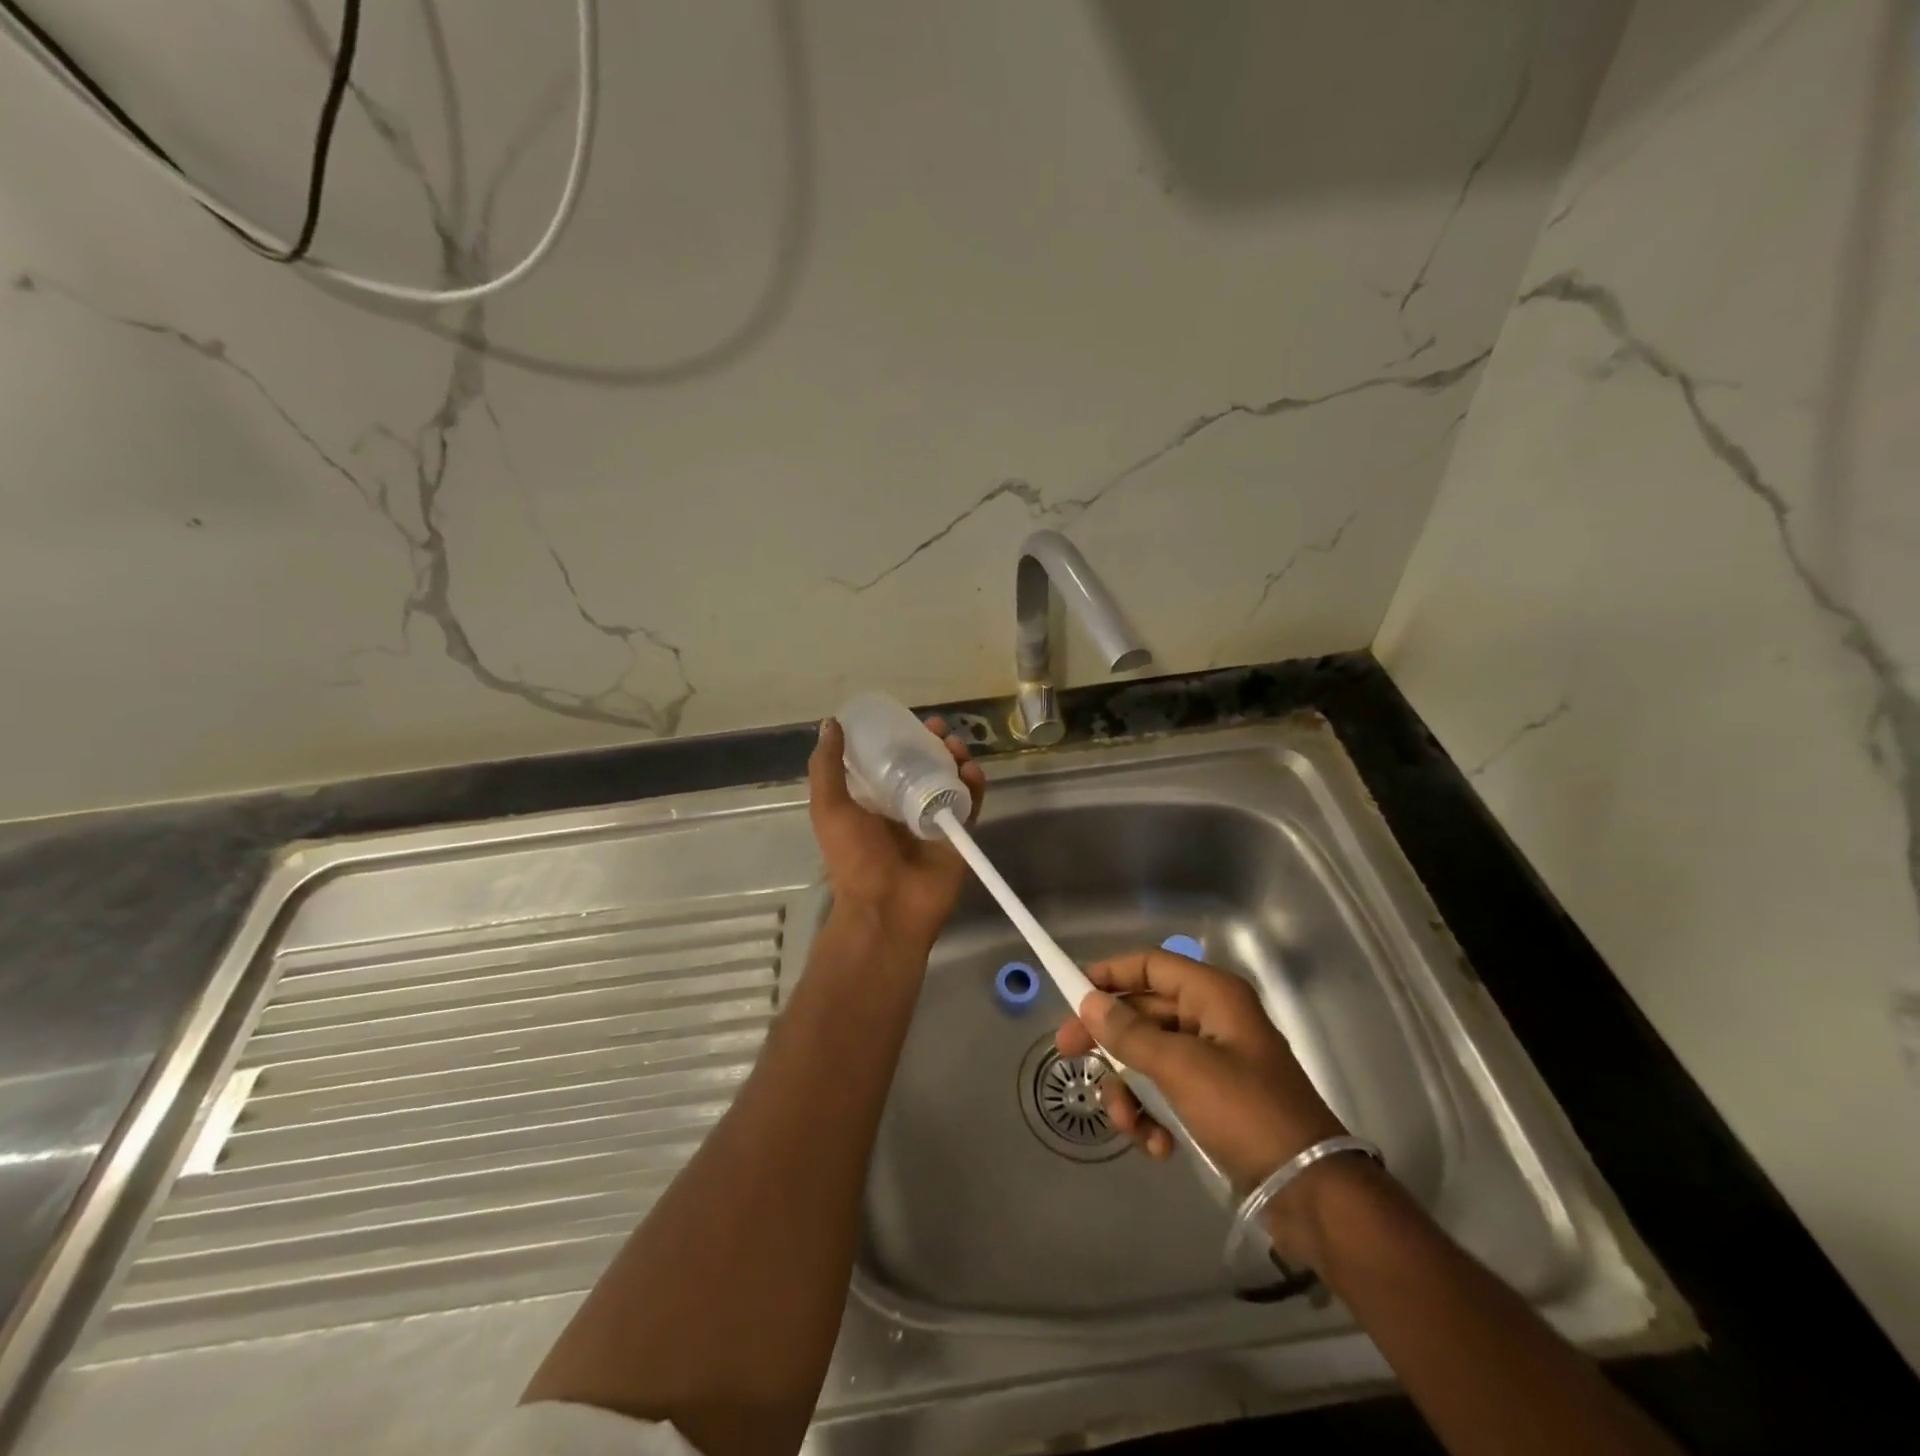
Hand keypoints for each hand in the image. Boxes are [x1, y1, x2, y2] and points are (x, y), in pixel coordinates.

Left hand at [809, 715, 985, 952]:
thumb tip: (831, 723)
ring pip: (951, 778)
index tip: (908, 719)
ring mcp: (934, 818)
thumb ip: (827, 767)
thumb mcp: (829, 808)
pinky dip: (974, 784)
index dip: (901, 736)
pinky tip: (971, 770)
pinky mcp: (959, 833)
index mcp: (873, 799)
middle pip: (925, 764)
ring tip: (957, 746)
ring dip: (956, 757)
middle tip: (940, 729)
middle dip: (934, 742)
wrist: (886, 908)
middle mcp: (904, 805)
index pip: (891, 759)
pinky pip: (971, 802)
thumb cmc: (854, 857)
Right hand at [1056, 947, 1346, 1192]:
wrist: (1310, 1193)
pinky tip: (1158, 1146)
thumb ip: (1130, 1033)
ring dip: (1130, 1090)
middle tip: (1067, 1053)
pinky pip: (1167, 1092)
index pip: (1151, 965)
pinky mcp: (1215, 1101)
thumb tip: (1089, 1002)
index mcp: (1213, 996)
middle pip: (1144, 1013)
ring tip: (1128, 1124)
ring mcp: (1215, 1062)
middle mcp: (1213, 1020)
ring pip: (1149, 1057)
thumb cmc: (1245, 1113)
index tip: (1071, 992)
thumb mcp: (1181, 1068)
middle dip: (1109, 1040)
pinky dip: (1154, 1116)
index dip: (1110, 974)